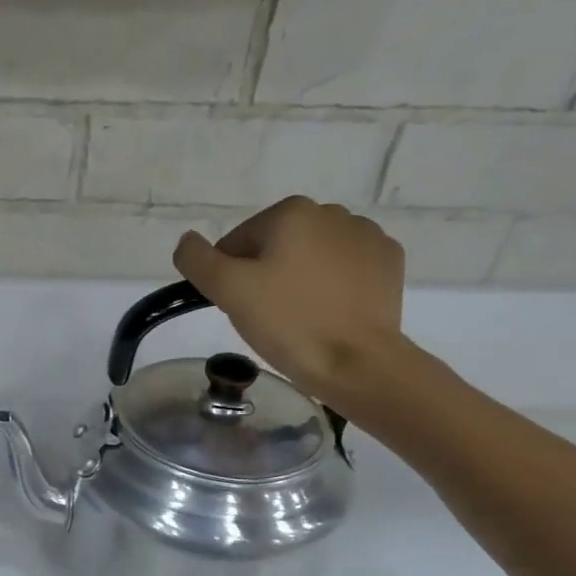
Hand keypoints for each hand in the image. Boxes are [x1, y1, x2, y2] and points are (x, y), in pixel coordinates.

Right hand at [173, 197, 406, 408]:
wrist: (357, 362)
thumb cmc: (288, 322)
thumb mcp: (228, 290)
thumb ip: (197, 260)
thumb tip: (187, 241)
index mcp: (292, 212)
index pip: (238, 242)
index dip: (229, 277)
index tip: (238, 307)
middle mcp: (333, 212)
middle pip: (276, 246)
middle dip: (265, 275)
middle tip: (265, 316)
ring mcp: (368, 236)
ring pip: (312, 256)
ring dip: (298, 279)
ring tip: (298, 318)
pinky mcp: (388, 263)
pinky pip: (345, 269)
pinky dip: (331, 286)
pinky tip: (328, 313)